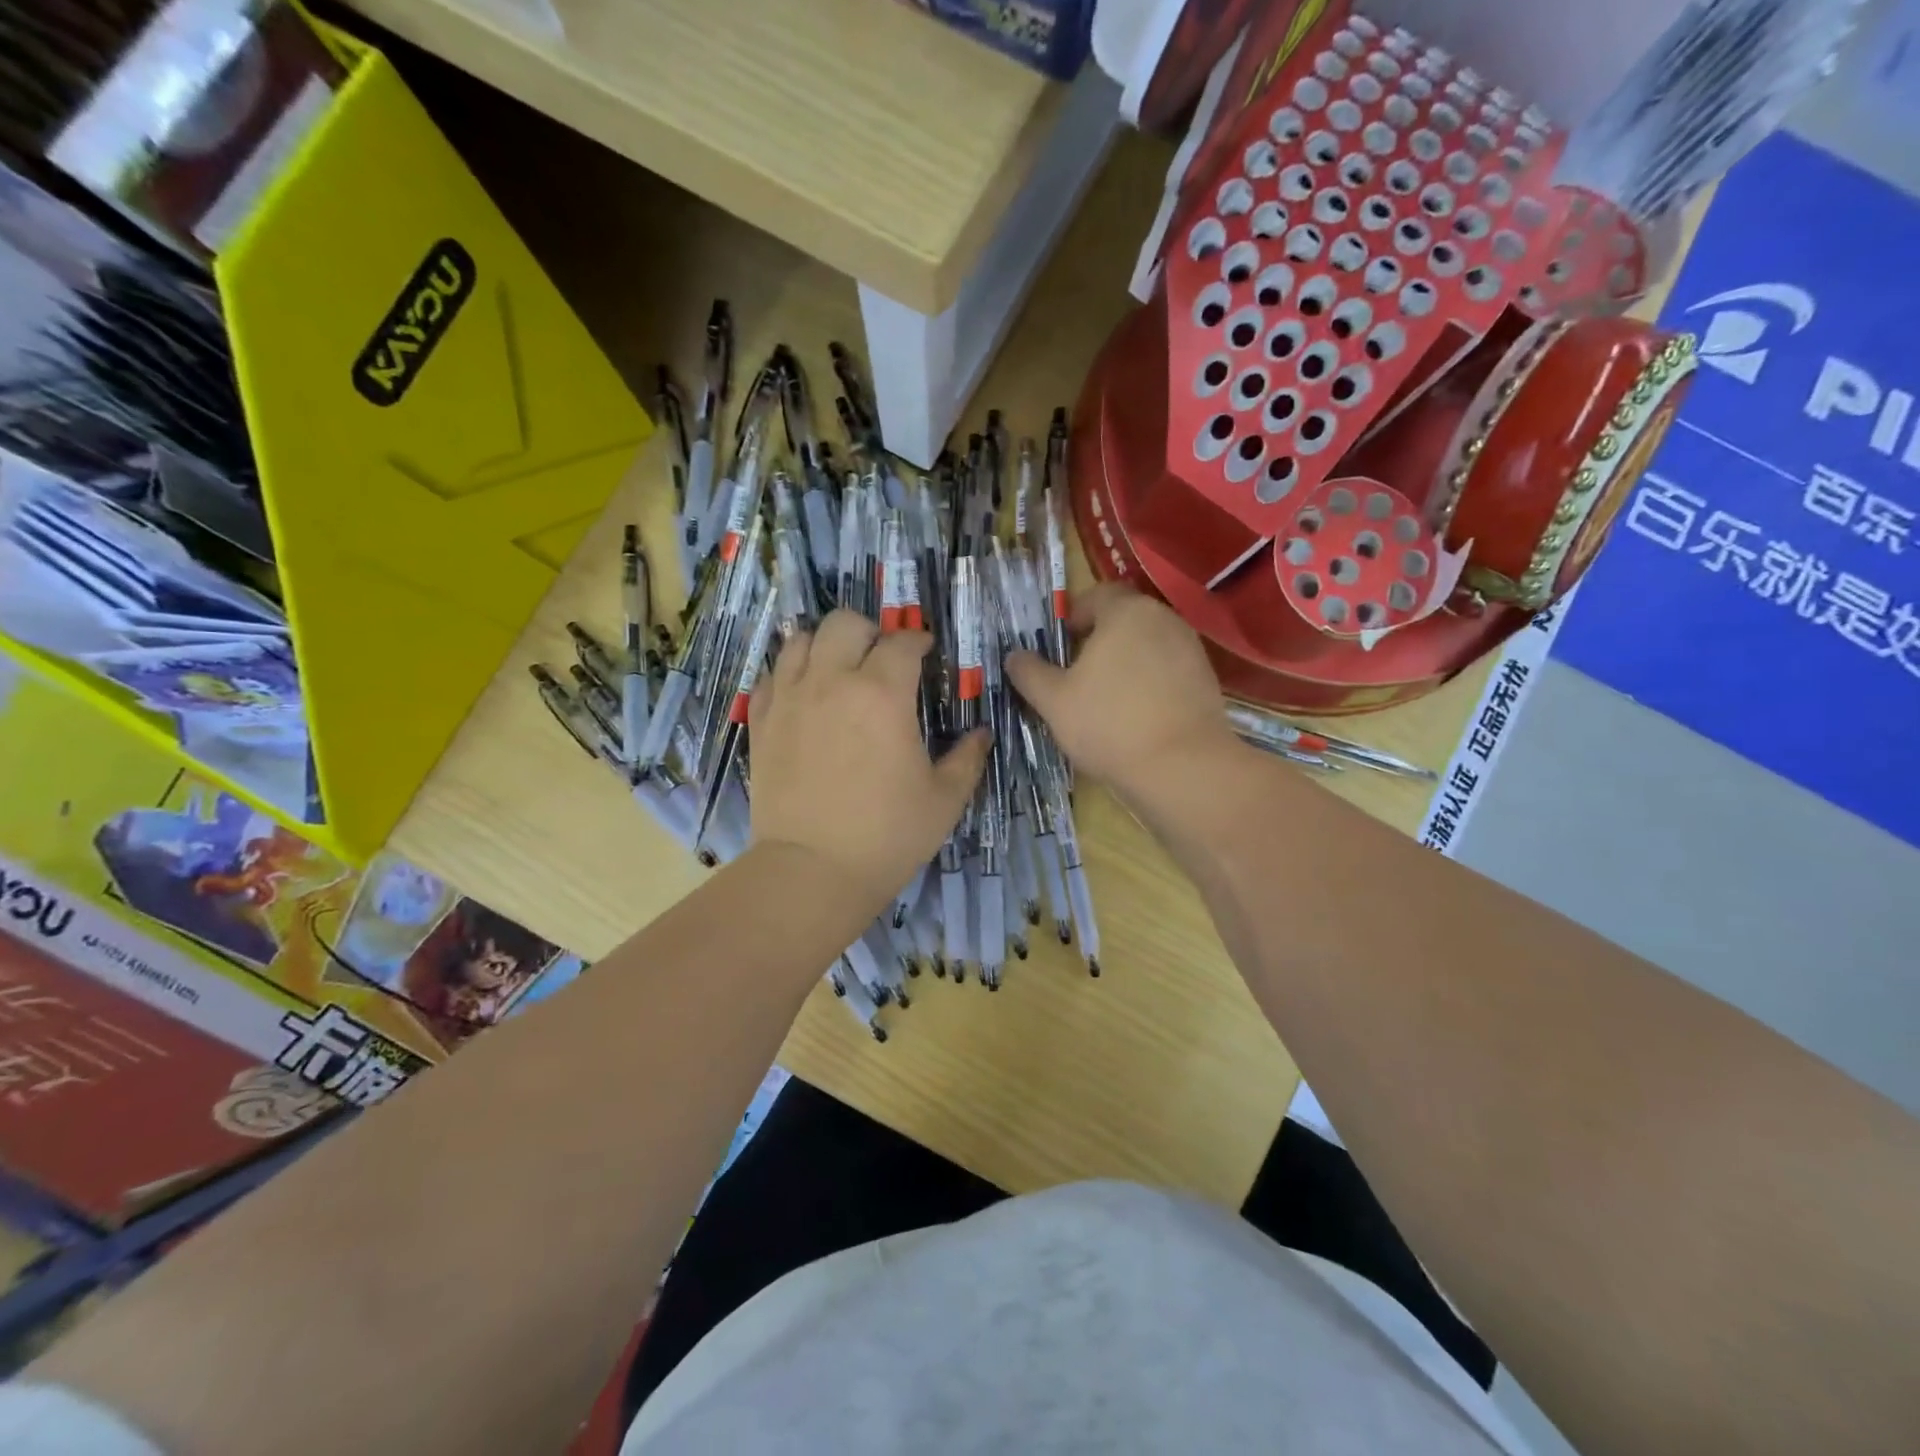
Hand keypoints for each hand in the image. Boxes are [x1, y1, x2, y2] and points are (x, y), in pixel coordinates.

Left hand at [749, 610, 987, 906]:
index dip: (919, 642)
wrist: (812, 870)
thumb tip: (981, 734)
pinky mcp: (763, 721)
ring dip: (826, 645)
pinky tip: (805, 695)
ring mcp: (791, 698)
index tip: (927, 654)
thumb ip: (968, 759)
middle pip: (845, 623)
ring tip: (840, 670)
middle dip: (870, 632)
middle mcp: (833, 681)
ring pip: (801, 639)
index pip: (903, 642)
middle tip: (882, 659)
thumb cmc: (887, 835)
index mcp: (883, 693)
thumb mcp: (944, 800)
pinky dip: (791, 672)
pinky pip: (772, 674)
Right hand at [1005, 584, 1234, 798]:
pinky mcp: (1206, 680)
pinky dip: (1149, 683)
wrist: (1182, 767)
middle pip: (1124, 620)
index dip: (1074, 617)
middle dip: (1099, 641)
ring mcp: (1190, 649)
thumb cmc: (1109, 723)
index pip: (1097, 596)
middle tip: (1076, 674)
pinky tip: (1136, 715)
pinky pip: (1167, 671)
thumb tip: (1014, 656)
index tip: (1059, 646)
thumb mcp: (1054, 701)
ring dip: (1125, 663)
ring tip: (1104, 699)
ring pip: (1147, 646)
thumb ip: (1030, 672)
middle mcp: (1163, 619)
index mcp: (1126, 612)